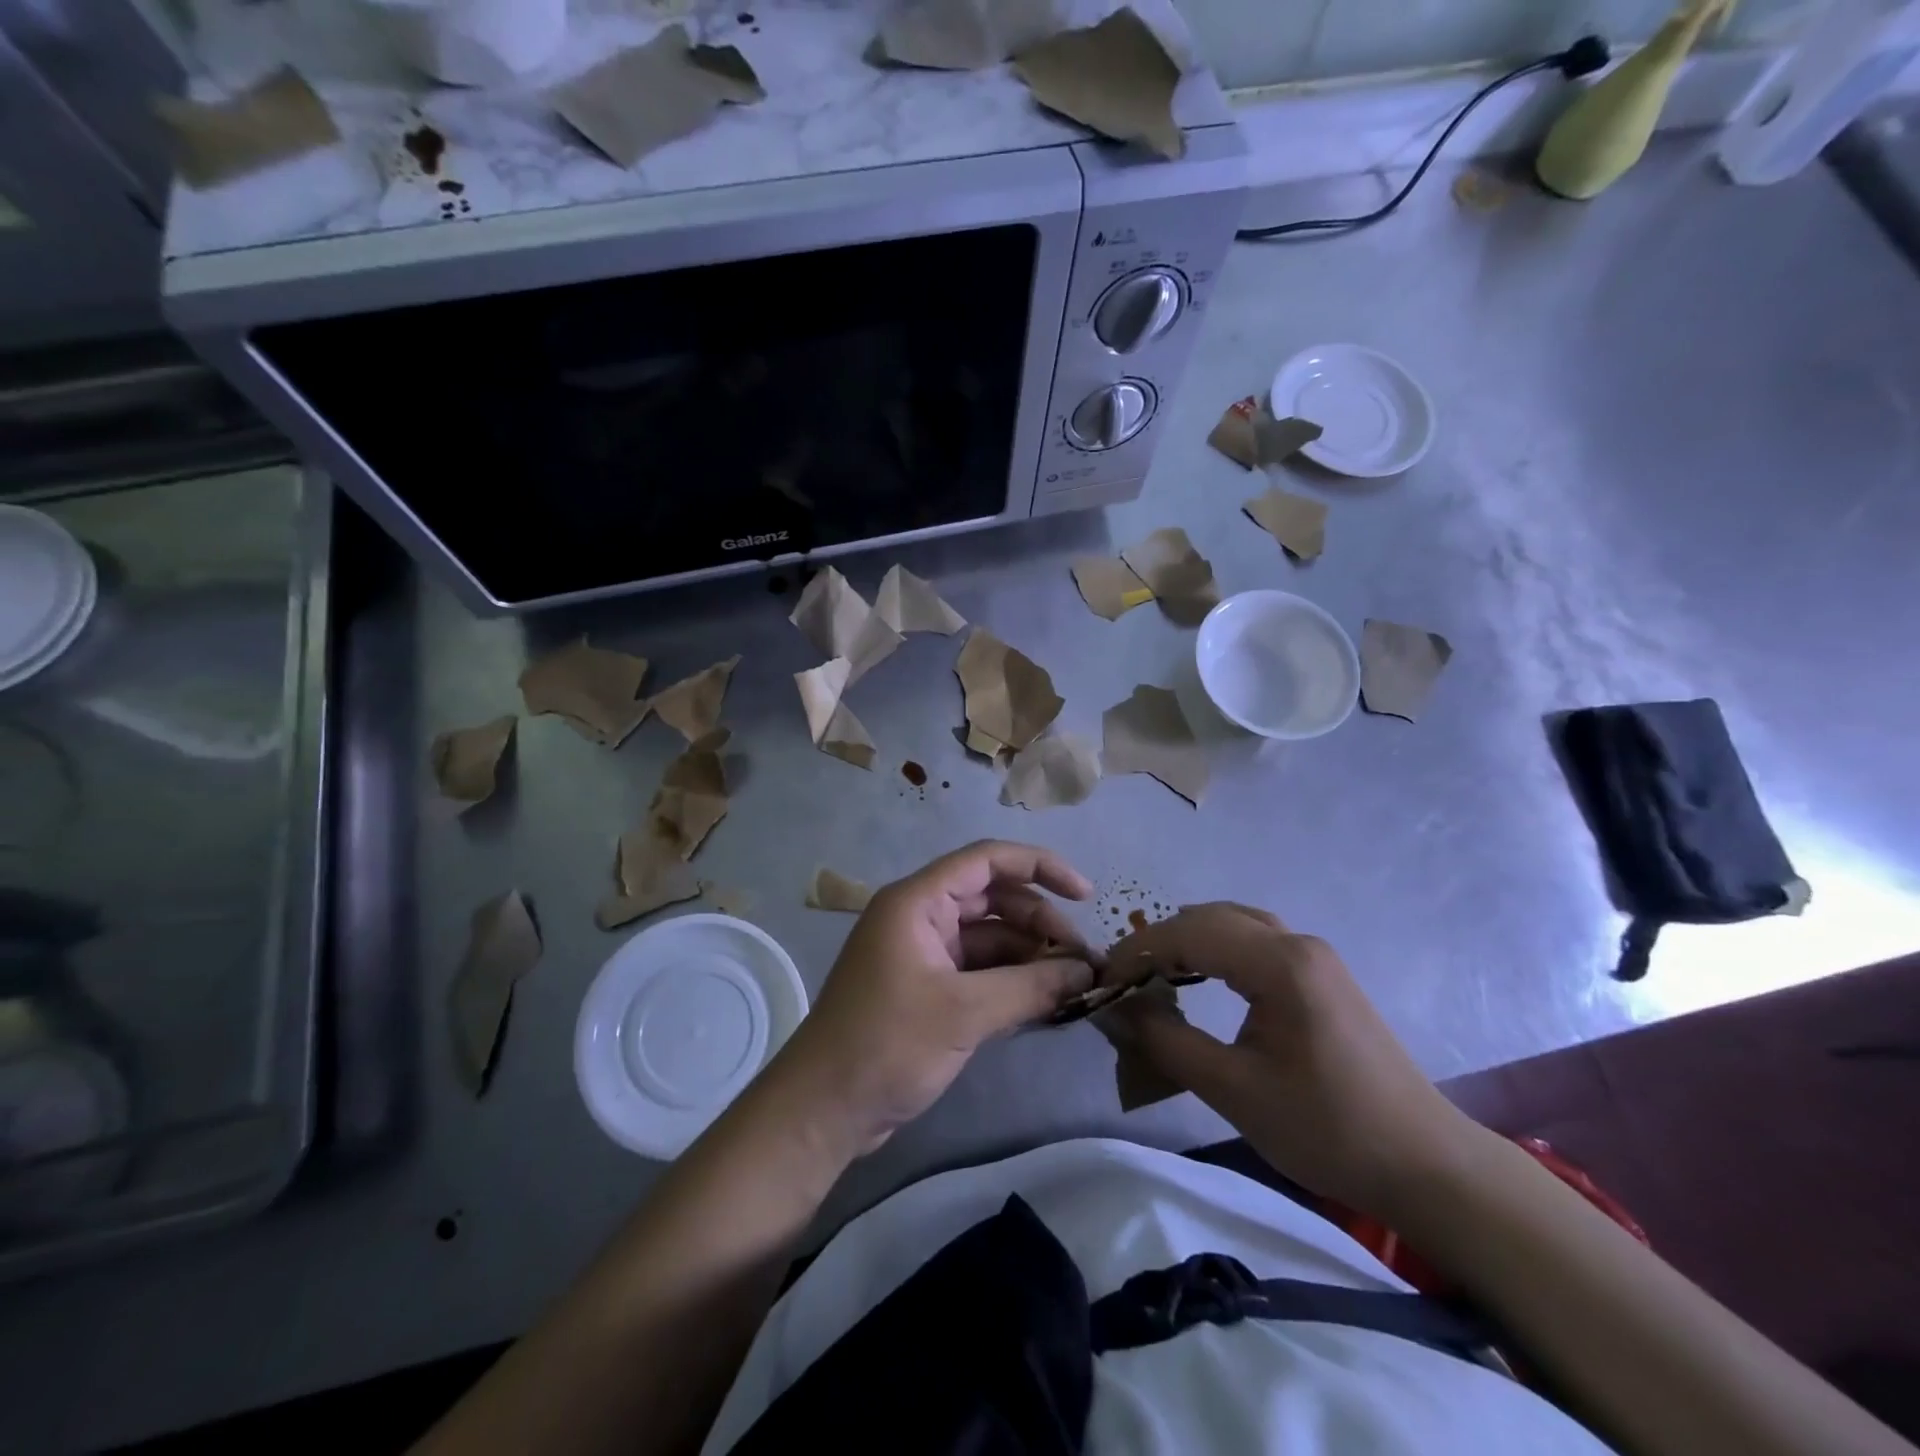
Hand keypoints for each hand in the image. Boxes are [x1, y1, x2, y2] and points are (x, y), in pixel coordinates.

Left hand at [770, 841, 1097, 1155]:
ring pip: (990, 937)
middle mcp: (921, 917)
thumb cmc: (885, 1044)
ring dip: (1031, 955)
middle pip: (994, 899)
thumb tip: (1086, 971)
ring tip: (1076, 983)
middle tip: (1085, 959)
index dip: (1040, 867)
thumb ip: (1029, 987)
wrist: (822, 1110)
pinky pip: (980, 970)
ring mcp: (924, 954)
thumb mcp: (963, 1013)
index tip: (1086, 895)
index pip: (987, 860)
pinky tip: (1047, 1001)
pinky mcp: (928, 989)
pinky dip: (1012, 981)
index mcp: (918, 901)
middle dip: (1041, 921)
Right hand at [1102, 903, 1485, 1217]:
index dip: (1137, 951)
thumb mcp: (1234, 1091)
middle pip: (1209, 918)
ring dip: (1187, 940)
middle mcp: (1297, 943)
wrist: (1427, 1165)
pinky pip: (1254, 940)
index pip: (1188, 933)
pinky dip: (1216, 948)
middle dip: (1158, 942)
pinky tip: (1201, 977)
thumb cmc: (1328, 1130)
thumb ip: (1167, 1042)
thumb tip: (1117, 1010)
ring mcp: (1314, 955)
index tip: (1102, 979)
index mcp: (1279, 963)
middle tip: (1122, 979)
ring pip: (1233, 923)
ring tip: (1153, 975)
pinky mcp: (1322, 974)